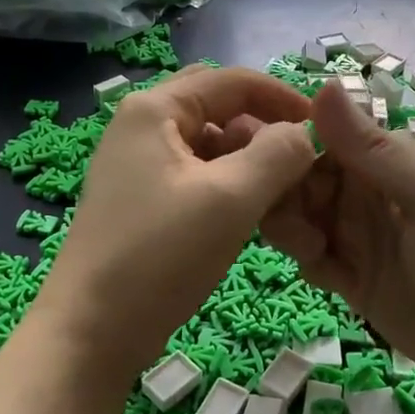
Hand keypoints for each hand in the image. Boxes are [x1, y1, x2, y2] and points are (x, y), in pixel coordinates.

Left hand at [34, 66, 316, 380]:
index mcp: (154, 108)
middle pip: (218, 107)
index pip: (232, 81)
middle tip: (299, 160)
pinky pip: (195, 174)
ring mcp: (137, 163)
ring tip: (280, 193)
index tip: (324, 129)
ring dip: (247, 158)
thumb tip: (305, 133)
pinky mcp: (141, 198)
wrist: (90, 333)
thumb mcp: (230, 199)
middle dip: (263, 127)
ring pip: (208, 143)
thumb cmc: (160, 256)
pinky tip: (249, 212)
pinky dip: (227, 183)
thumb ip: (278, 154)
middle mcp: (141, 124)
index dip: (283, 97)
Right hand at [261, 83, 414, 398]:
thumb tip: (324, 83)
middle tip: (273, 210)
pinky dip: (305, 257)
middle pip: (304, 178)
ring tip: (305, 245)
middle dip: (282, 187)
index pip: (322, 137)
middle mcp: (367, 194)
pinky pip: (314, 259)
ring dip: (289, 224)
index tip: (255, 152)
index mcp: (387, 161)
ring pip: (302, 217)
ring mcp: (360, 239)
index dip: (288, 142)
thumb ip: (374, 148)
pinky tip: (317, 268)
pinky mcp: (355, 282)